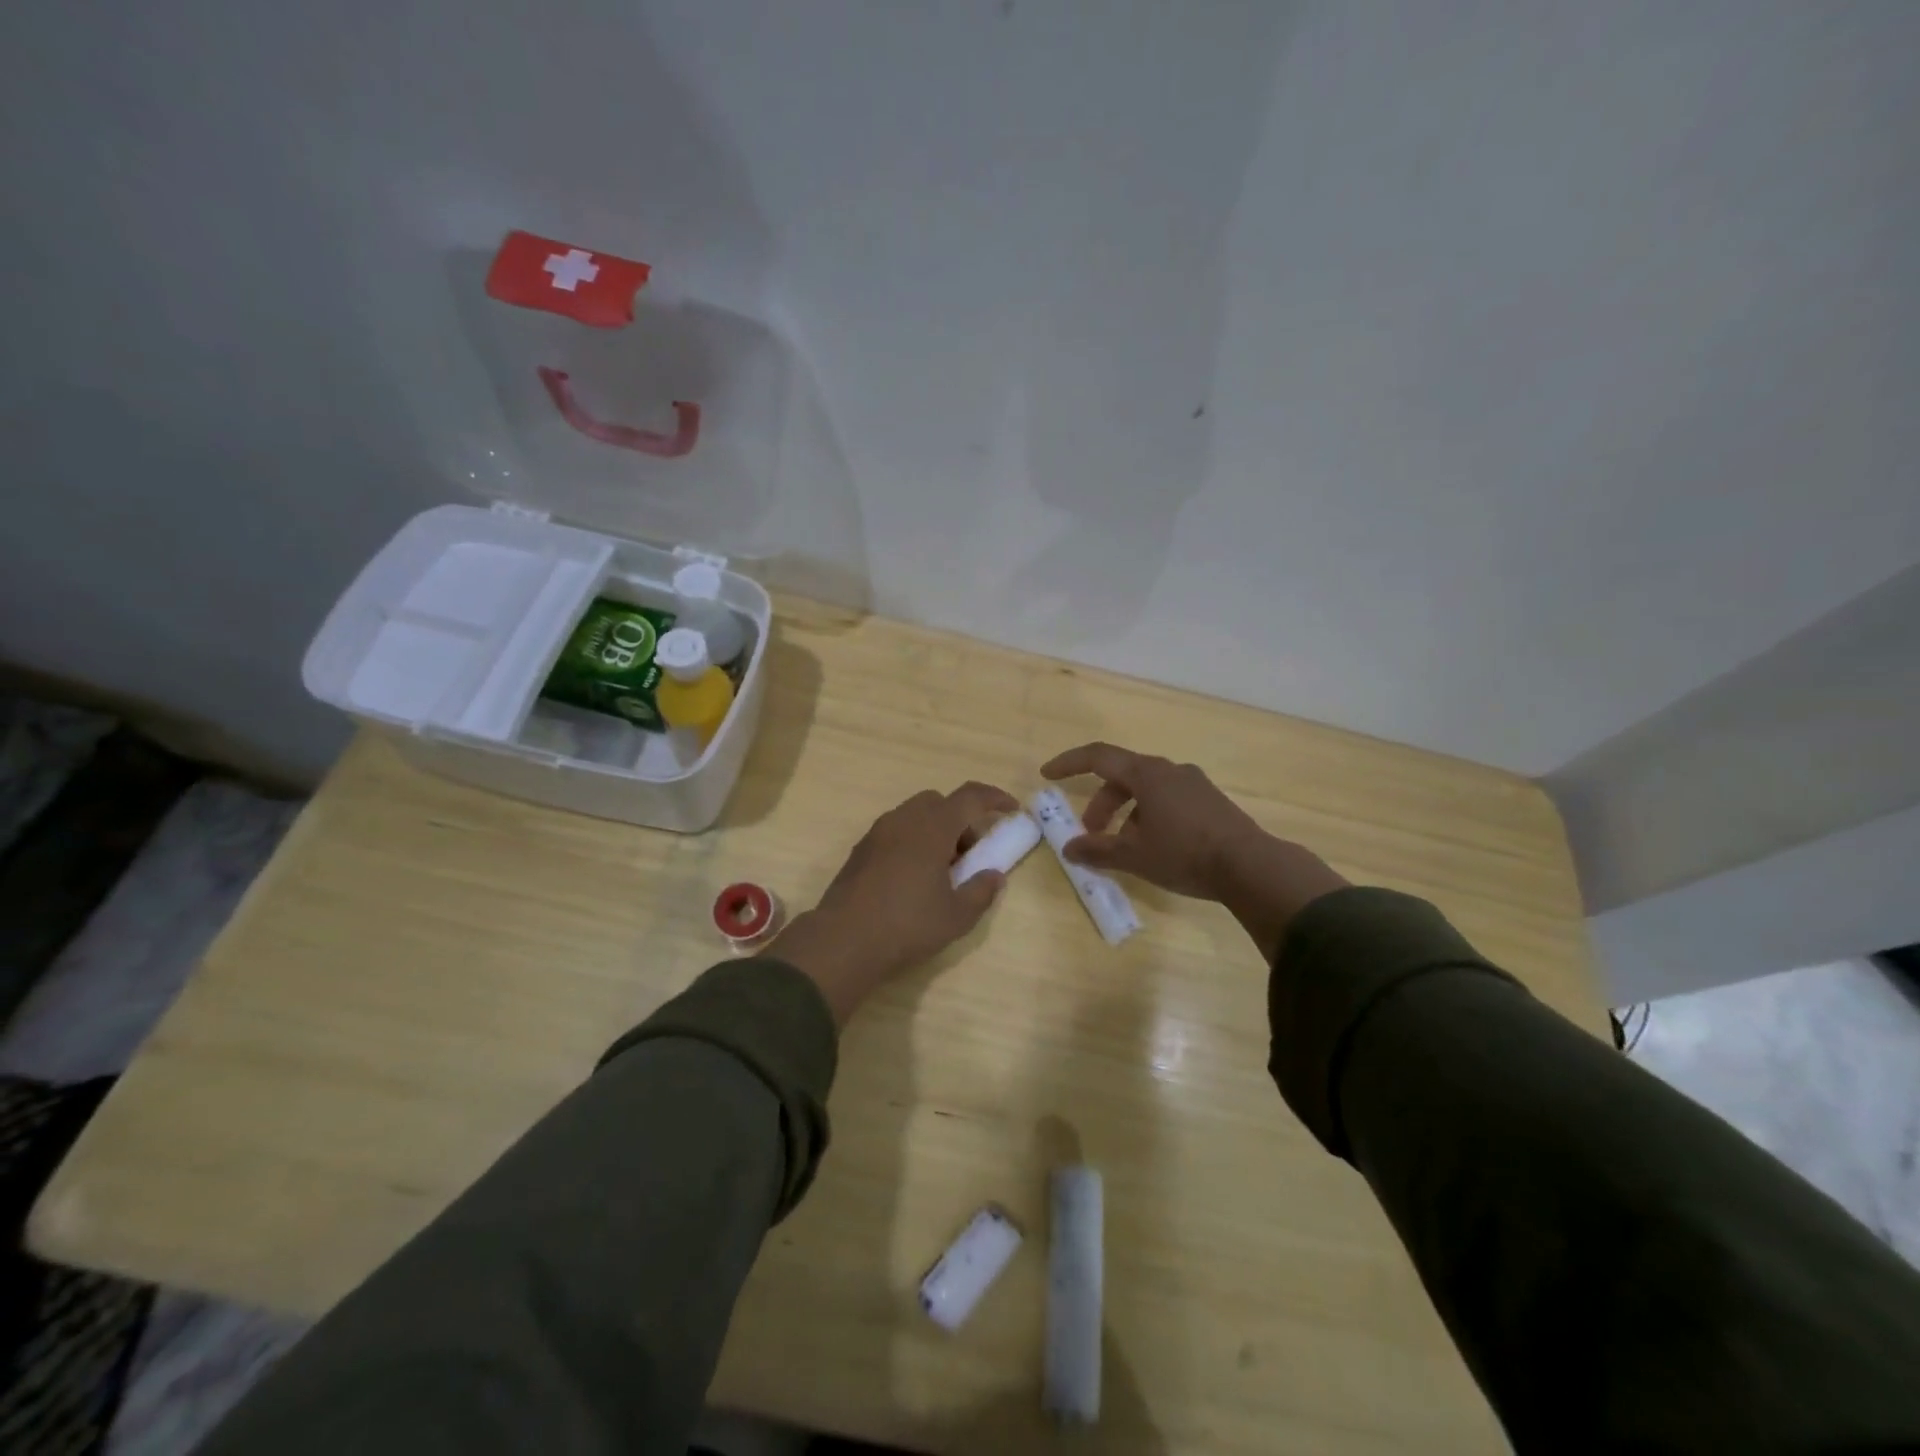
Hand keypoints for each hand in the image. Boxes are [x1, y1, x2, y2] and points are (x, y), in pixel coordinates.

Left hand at [770, 782, 1018, 1023]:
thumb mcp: (956, 916)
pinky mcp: (861, 850)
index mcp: (932, 827)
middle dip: (961, 819)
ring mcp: (878, 833)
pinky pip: (896, 831)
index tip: (1011, 809)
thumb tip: (994, 876)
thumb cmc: (907, 925)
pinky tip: (914, 878)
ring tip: (942, 870)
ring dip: (936, 830)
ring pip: (915, 815)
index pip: (970, 797)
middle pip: (940, 802)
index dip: (994, 798)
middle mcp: (904, 820)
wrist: (843, 941)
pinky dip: (914, 841)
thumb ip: (981, 891)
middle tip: (971, 853)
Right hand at [1041, 742, 1348, 960]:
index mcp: (1147, 774)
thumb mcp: (1134, 855)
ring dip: (1125, 814)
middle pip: (1122, 777)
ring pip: (1146, 791)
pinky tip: (1154, 848)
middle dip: (1100, 804)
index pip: (1098, 757)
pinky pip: (1168, 800)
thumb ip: (1097, 850)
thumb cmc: (1184, 854)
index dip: (1069, 763)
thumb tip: (1069, 850)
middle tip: (1090, 834)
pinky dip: (1149, 816)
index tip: (1048, 774)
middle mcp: (1170, 770)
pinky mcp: (1210, 801)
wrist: (1250, 866)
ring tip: (1123, 848)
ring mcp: (1194, 784)